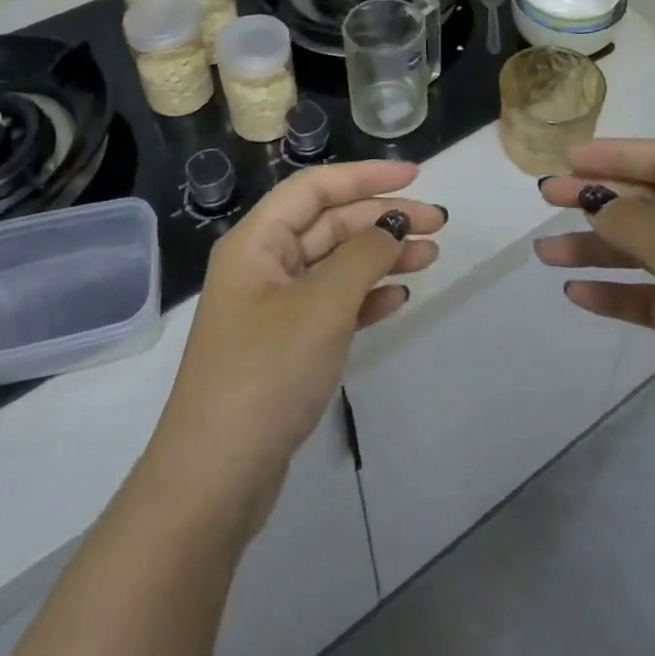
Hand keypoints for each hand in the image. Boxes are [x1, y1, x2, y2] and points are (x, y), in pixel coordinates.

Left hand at [149, 161, 442, 537]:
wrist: (216, 478)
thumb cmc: (267, 373)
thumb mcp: (322, 305)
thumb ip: (363, 256)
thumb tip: (392, 225)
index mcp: (257, 242)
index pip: (316, 188)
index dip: (365, 177)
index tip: (416, 177)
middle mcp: (263, 265)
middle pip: (329, 224)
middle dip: (382, 219)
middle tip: (438, 225)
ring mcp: (274, 308)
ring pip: (335, 265)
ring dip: (381, 257)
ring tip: (430, 257)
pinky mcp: (286, 346)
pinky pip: (333, 305)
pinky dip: (366, 297)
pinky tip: (399, 298)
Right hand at [535, 140, 654, 538]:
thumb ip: (640, 228)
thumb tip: (597, 200)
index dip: (617, 155)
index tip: (567, 159)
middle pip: (651, 204)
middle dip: (598, 199)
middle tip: (545, 198)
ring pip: (646, 252)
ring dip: (597, 249)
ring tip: (545, 254)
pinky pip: (652, 298)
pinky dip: (617, 293)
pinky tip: (578, 295)